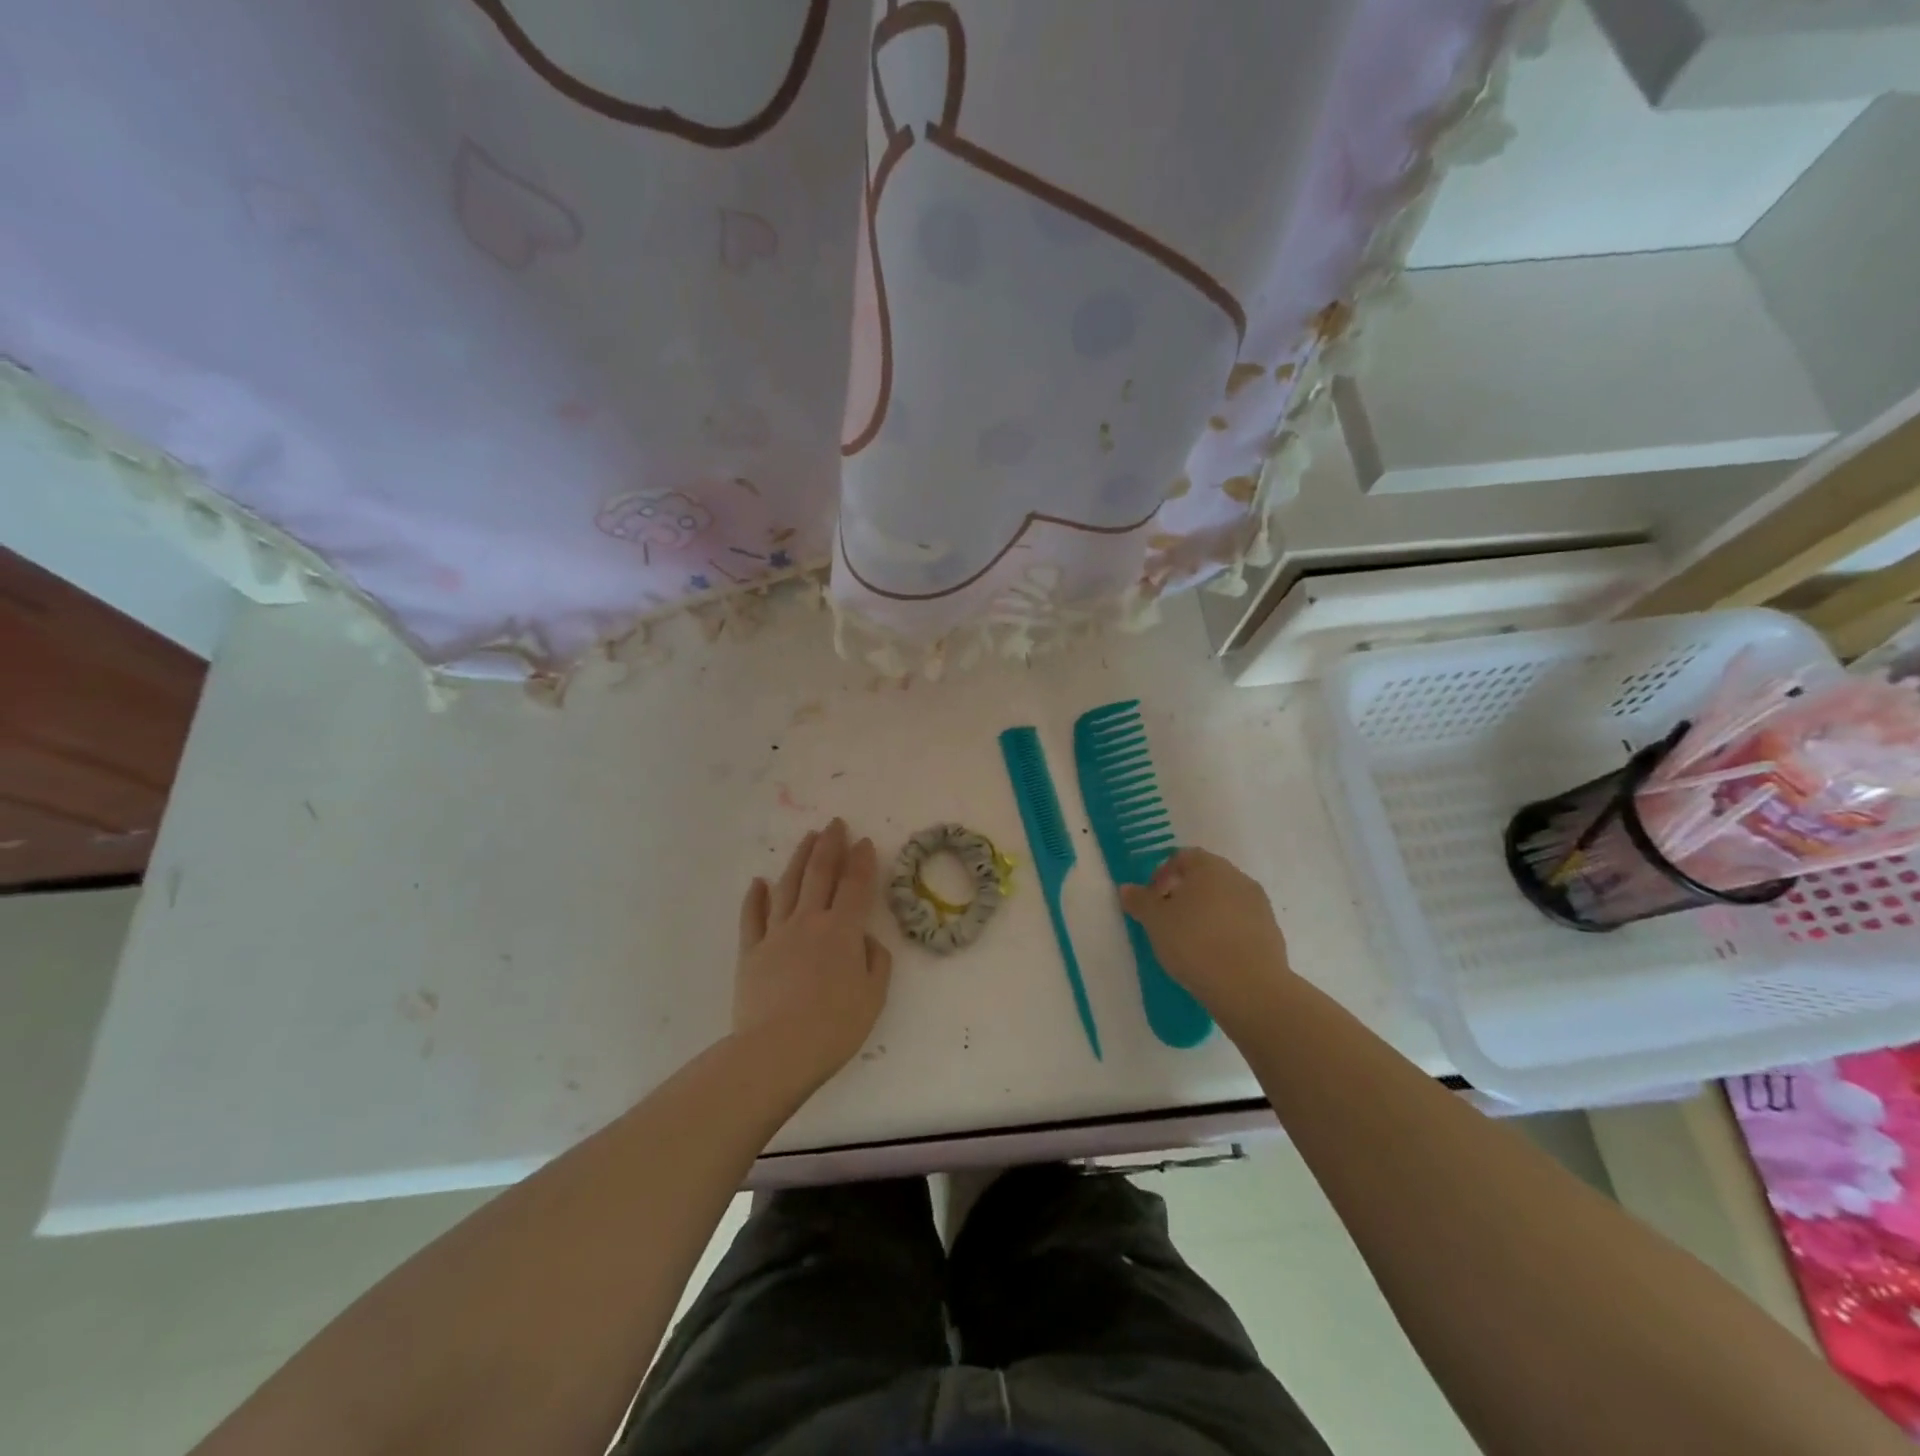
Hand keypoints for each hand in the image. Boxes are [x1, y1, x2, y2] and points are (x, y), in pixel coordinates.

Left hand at [733, 819, 892, 1087]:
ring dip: (798, 859)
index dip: (861, 861)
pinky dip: (755, 896)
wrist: (777, 1051)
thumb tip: (865, 940)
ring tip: (807, 839)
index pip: (854, 885)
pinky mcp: (750, 952)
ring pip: (787, 886)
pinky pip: (752, 916)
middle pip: (819, 874)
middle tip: (834, 824)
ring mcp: (776, 934)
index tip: (863, 841)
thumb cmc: (834, 1026)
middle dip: (829, 845)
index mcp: (842, 930)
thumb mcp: (873, 996)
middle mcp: (808, 921)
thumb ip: (875, 961)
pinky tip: (758, 882)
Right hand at [1119, 847, 1294, 1040]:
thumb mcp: (1155, 922)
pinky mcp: (1271, 932)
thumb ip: (1139, 901)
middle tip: (1167, 920)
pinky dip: (1225, 932)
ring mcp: (1258, 905)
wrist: (1249, 987)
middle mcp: (1237, 878)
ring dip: (1206, 913)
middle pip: (1205, 877)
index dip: (1162, 875)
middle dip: (1184, 894)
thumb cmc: (1194, 943)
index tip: (1152, 901)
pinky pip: (1241, 923)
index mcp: (1209, 867)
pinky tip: (1214, 956)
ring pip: (1224, 900)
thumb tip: (1126, 889)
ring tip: (1190, 941)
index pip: (1182, 857)